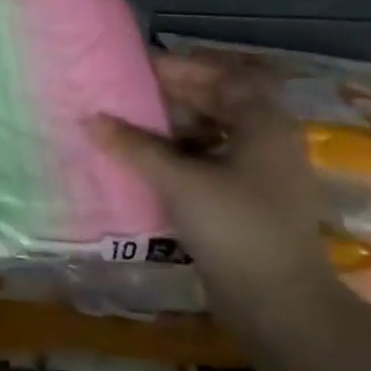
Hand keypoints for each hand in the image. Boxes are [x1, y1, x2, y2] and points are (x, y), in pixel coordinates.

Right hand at [88, 55, 333, 320]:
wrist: (279, 302)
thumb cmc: (235, 228)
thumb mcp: (180, 181)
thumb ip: (135, 147)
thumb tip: (91, 118)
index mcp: (264, 123)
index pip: (222, 76)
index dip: (181, 68)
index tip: (138, 68)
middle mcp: (268, 140)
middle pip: (220, 102)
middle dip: (175, 96)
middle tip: (128, 96)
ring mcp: (261, 173)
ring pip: (215, 133)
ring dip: (176, 127)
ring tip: (132, 127)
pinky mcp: (249, 200)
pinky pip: (212, 162)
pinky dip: (182, 156)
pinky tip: (151, 164)